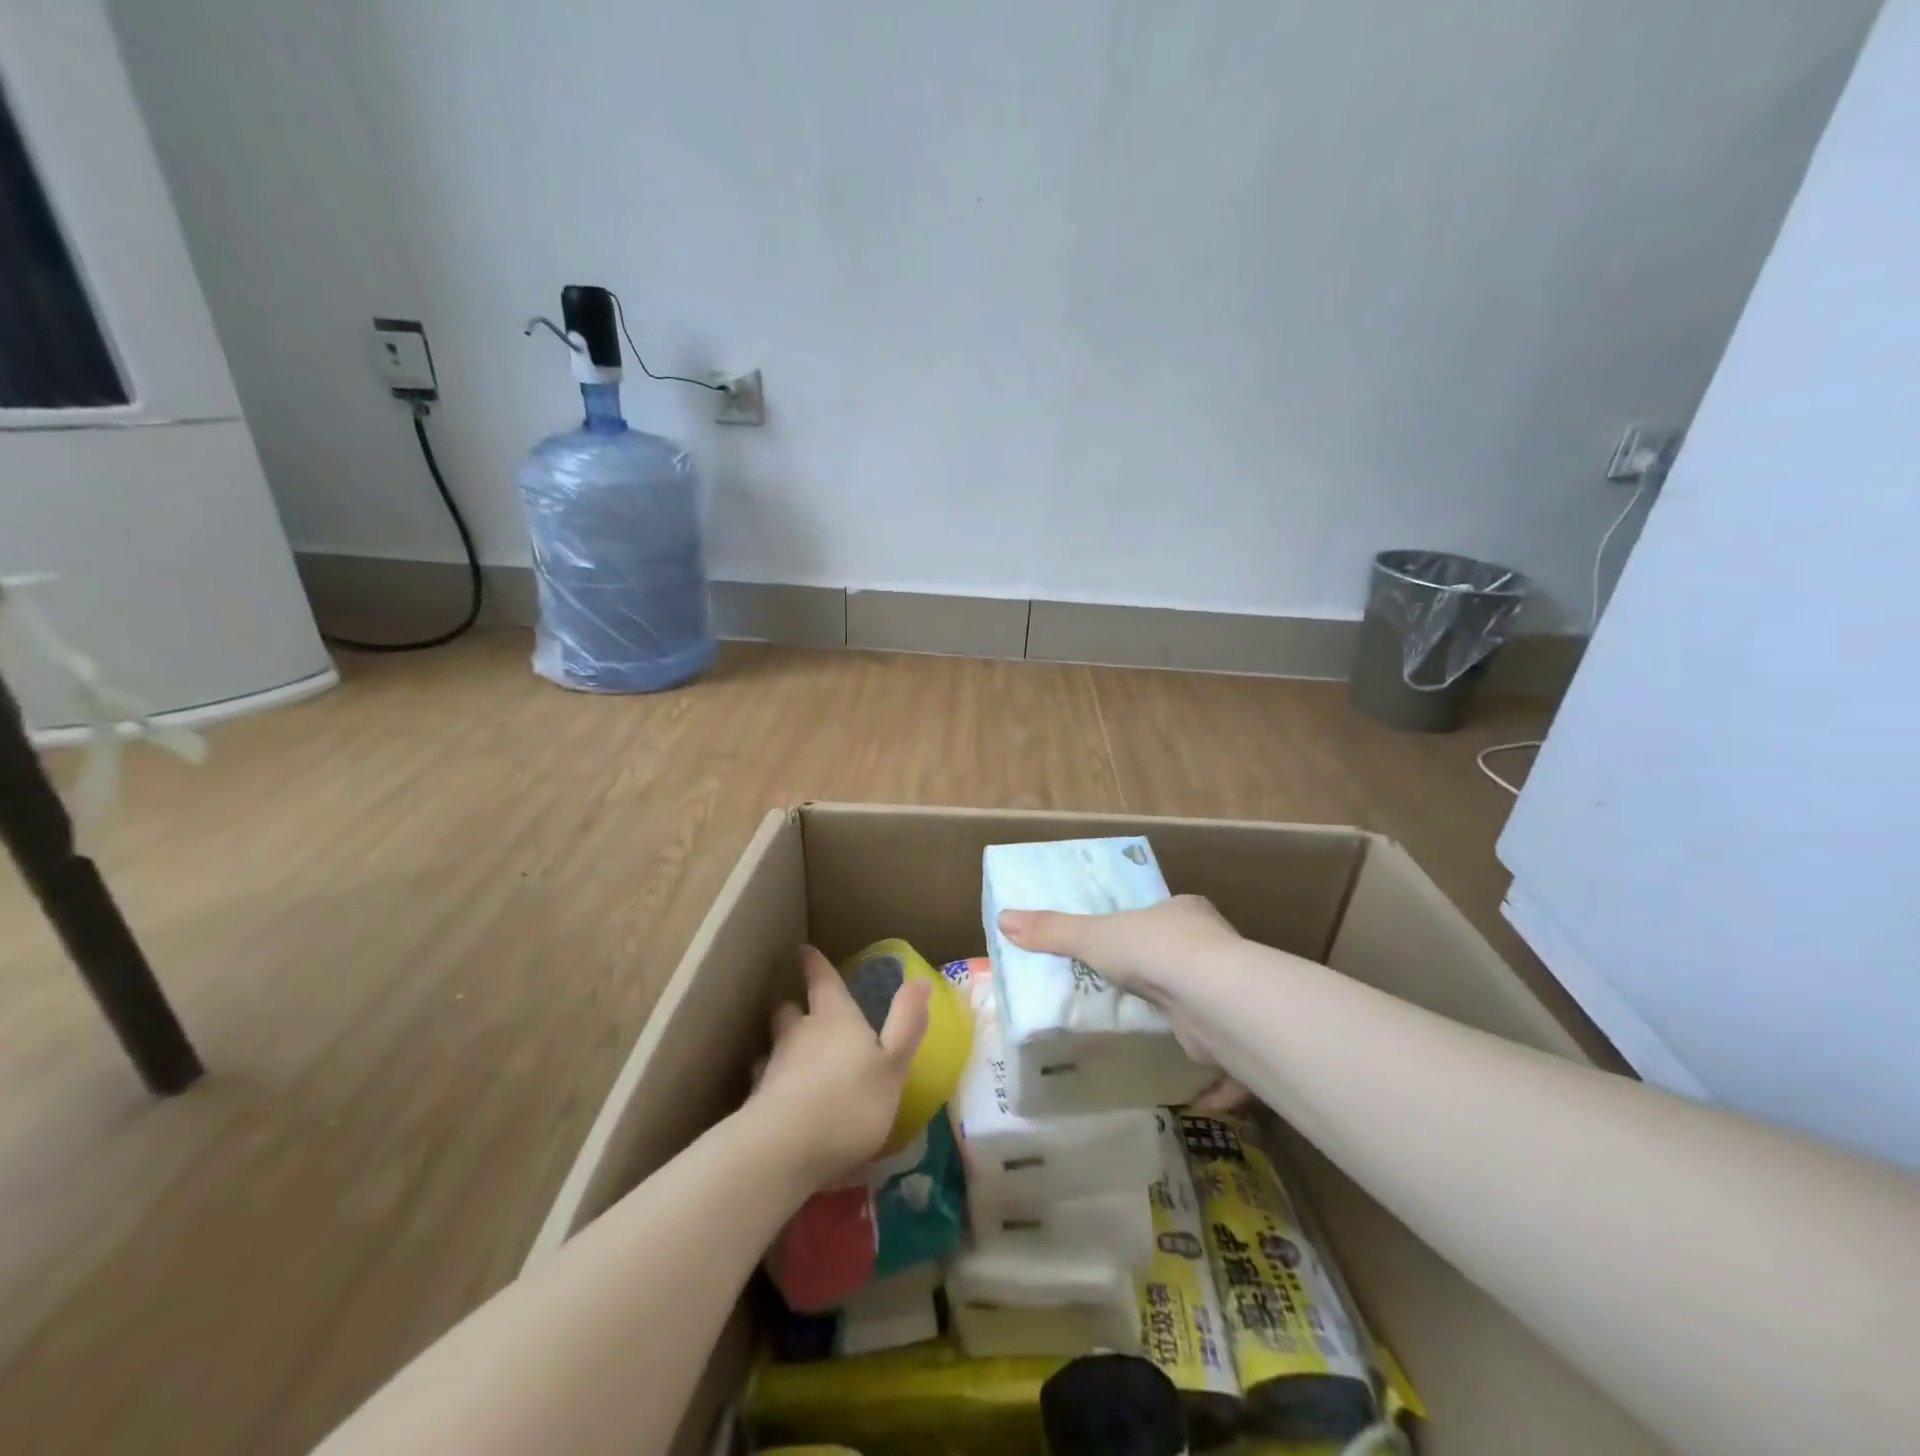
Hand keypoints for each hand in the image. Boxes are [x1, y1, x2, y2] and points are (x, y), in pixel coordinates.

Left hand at [749, 946, 931, 1186]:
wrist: (784, 1150)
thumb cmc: (850, 1102)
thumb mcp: (893, 1066)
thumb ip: (907, 1024)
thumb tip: (921, 980)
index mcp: (835, 1018)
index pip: (822, 980)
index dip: (814, 964)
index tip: (803, 949)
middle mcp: (800, 1034)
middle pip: (790, 1009)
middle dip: (794, 1006)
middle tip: (800, 1008)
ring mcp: (774, 1068)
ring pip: (774, 1045)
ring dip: (781, 1045)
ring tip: (789, 1055)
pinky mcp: (756, 1104)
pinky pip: (763, 1083)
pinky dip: (771, 1084)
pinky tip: (778, 1098)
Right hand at [997, 895, 1248, 1109]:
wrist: (1212, 998)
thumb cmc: (1154, 950)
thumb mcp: (1093, 936)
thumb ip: (1052, 931)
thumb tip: (1004, 919)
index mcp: (1186, 914)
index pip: (1167, 915)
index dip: (1150, 927)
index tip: (1131, 942)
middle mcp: (1214, 948)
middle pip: (1187, 958)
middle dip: (1165, 974)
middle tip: (1133, 991)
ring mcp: (1229, 994)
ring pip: (1205, 1005)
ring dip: (1185, 1021)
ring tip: (1153, 1035)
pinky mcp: (1235, 1039)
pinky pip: (1222, 1059)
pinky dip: (1212, 1081)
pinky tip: (1194, 1094)